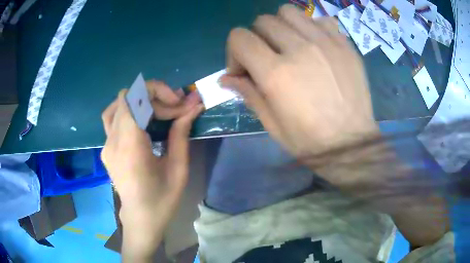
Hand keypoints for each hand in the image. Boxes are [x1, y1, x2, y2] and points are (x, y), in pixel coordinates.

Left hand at [101, 83, 202, 256]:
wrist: (140, 219)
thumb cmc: (162, 200)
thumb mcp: (178, 169)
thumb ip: (181, 134)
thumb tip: (193, 106)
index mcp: (130, 147)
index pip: (135, 98)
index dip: (159, 91)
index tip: (180, 103)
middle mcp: (113, 141)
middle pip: (128, 97)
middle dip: (154, 95)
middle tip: (176, 108)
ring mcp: (106, 144)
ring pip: (117, 104)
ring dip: (139, 99)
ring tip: (158, 110)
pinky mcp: (106, 148)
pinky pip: (113, 117)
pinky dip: (129, 110)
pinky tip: (143, 120)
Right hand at [221, 4, 378, 158]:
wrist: (352, 145)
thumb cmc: (310, 142)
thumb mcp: (272, 125)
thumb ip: (248, 94)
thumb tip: (225, 78)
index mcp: (277, 74)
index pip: (239, 38)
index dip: (234, 52)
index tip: (243, 70)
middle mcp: (300, 50)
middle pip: (263, 21)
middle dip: (257, 39)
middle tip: (267, 58)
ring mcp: (326, 43)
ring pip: (289, 12)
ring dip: (282, 26)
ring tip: (289, 45)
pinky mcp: (345, 45)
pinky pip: (320, 20)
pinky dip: (311, 28)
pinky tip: (315, 46)